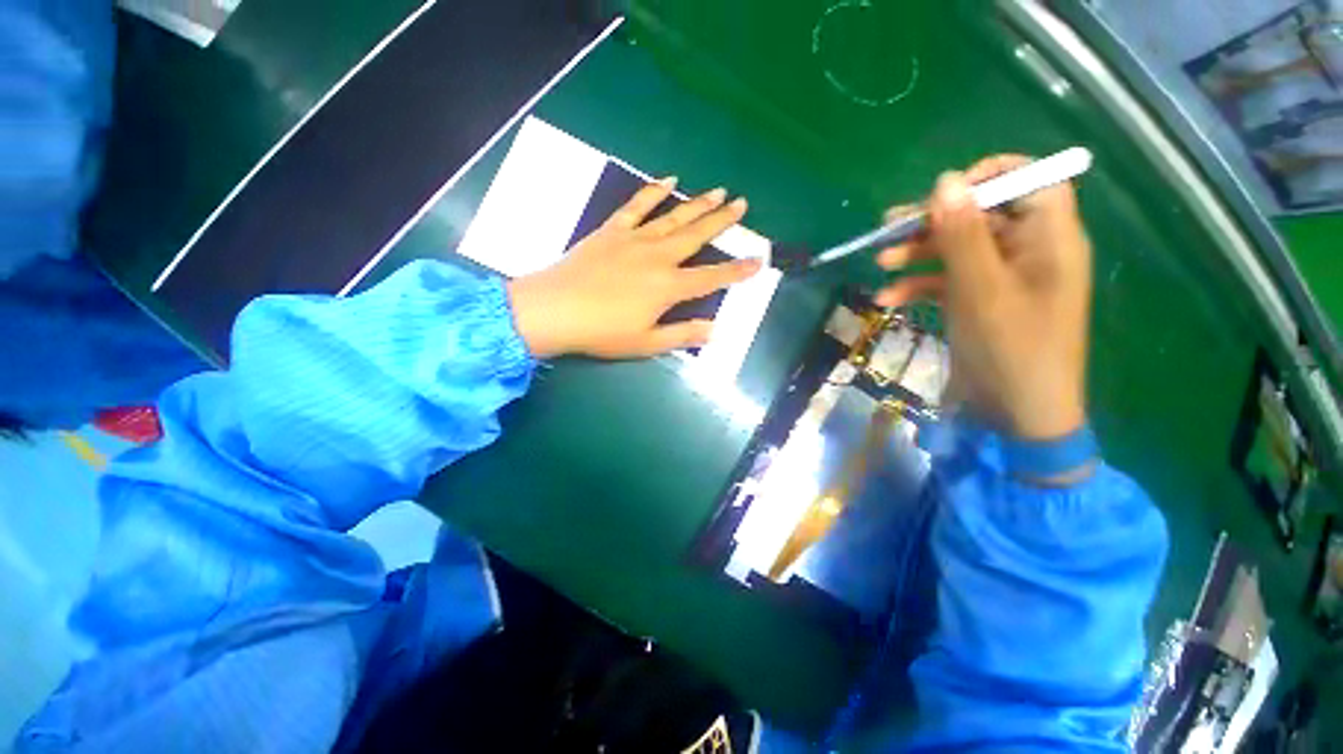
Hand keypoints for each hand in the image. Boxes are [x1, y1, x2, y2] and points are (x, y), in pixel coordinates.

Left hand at [507, 179, 762, 358]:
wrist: (555, 310)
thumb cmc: (602, 332)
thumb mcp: (646, 343)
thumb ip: (682, 335)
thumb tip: (715, 331)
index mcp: (668, 287)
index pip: (711, 277)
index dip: (737, 271)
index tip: (758, 260)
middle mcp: (658, 257)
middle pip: (697, 236)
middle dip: (722, 221)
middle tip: (742, 204)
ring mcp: (634, 239)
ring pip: (673, 217)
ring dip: (698, 203)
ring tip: (718, 191)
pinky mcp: (612, 231)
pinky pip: (637, 206)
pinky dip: (653, 191)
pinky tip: (668, 180)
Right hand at [875, 155, 1091, 439]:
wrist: (1015, 413)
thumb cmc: (1010, 348)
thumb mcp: (981, 289)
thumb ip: (963, 234)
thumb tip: (945, 181)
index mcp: (1048, 237)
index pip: (1030, 180)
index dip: (988, 177)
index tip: (942, 194)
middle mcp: (1027, 250)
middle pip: (981, 214)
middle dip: (934, 221)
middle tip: (889, 229)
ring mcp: (999, 278)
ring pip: (957, 248)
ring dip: (917, 254)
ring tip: (880, 263)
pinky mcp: (977, 301)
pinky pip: (946, 281)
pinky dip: (917, 286)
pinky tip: (888, 299)